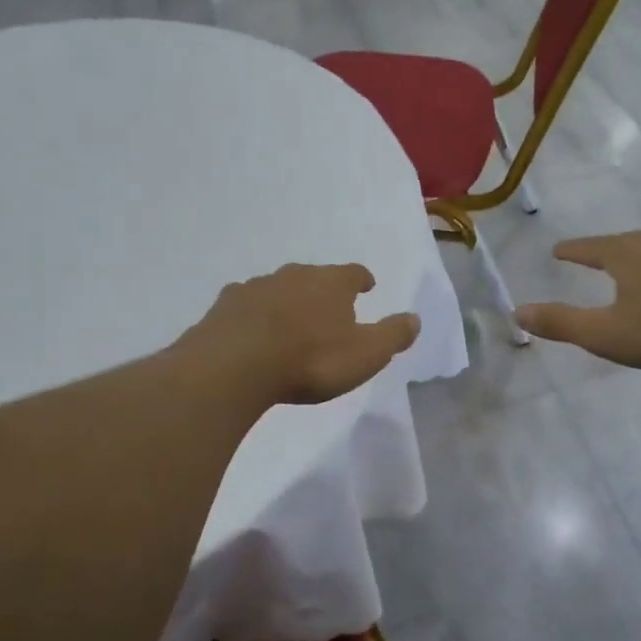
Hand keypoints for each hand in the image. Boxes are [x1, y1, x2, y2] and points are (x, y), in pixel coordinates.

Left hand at [180, 263, 420, 405]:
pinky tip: (252, 330)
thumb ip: (393, 335)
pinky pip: (246, 304)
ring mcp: (255, 287)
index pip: (353, 273)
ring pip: (278, 287)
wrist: (234, 367)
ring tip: (290, 322)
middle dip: (323, 289)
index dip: (361, 280)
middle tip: (328, 308)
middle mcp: (294, 275)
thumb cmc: (310, 361)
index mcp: (331, 283)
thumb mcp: (366, 355)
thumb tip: (415, 318)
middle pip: (314, 276)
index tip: (366, 287)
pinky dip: (254, 314)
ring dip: (287, 300)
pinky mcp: (225, 306)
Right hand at [514, 229, 640, 371]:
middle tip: (594, 255)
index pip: (589, 247)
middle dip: (606, 250)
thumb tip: (517, 311)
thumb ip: (562, 323)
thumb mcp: (607, 333)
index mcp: (625, 254)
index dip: (572, 250)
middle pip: (623, 242)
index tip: (558, 250)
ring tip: (634, 266)